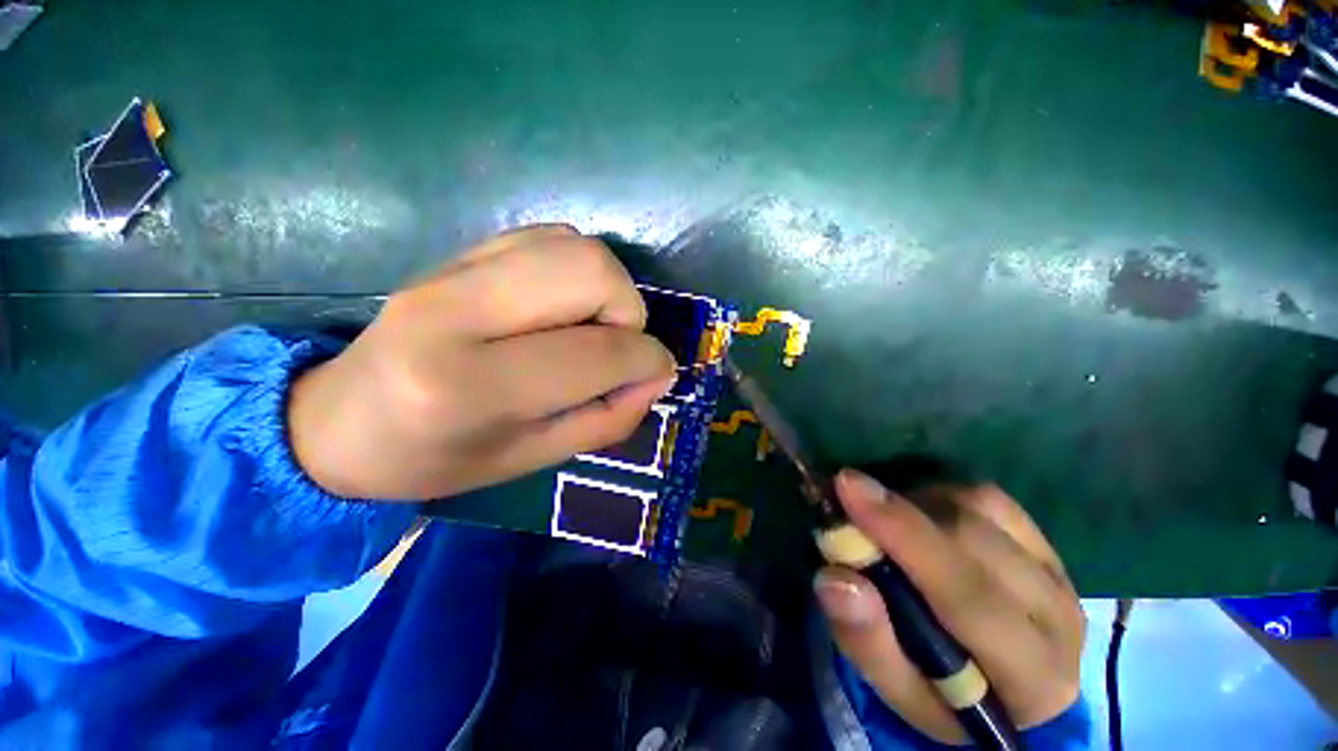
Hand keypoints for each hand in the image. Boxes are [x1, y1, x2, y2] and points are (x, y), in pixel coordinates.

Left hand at [288, 225, 676, 499]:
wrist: (339, 423)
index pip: (598, 351)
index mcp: (472, 387)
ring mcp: (451, 269)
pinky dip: (576, 270)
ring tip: (589, 327)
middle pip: (591, 271)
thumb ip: (610, 417)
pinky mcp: (457, 251)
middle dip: (628, 311)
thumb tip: (658, 373)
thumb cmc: (438, 459)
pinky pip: (549, 237)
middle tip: (615, 347)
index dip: (647, 360)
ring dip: (607, 289)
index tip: (657, 373)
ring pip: (576, 246)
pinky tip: (560, 306)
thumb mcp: (535, 459)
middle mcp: (457, 311)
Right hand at [814, 470, 1083, 743]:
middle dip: (900, 514)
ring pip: (979, 510)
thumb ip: (866, 639)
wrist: (1001, 686)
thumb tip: (835, 577)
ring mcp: (1057, 571)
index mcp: (1032, 678)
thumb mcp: (896, 687)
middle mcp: (1058, 617)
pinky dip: (939, 497)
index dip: (904, 535)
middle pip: (974, 540)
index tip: (847, 487)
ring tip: (886, 526)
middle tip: (845, 499)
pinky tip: (921, 518)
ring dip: (917, 506)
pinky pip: (986, 498)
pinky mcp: (1045, 542)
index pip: (969, 596)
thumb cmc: (942, 694)